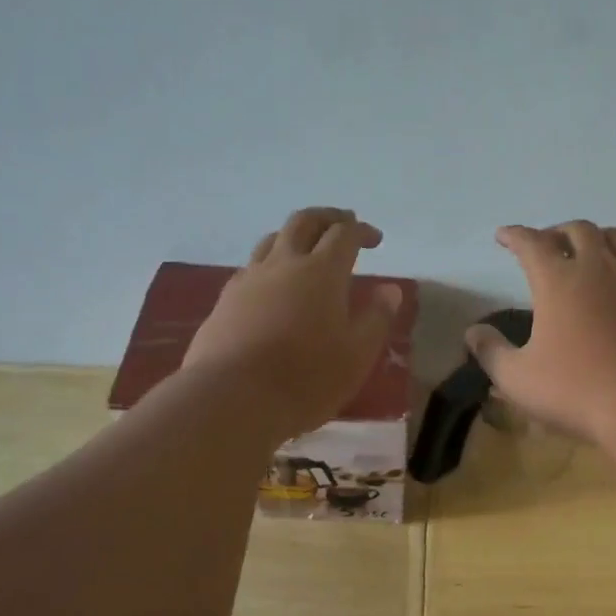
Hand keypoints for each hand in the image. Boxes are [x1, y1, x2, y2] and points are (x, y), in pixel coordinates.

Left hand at [185, 207, 403, 443]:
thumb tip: (390, 290)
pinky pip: (251, 269)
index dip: (361, 230)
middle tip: (342, 224)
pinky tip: (273, 287)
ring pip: (272, 240)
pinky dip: (270, 265)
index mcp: (322, 272)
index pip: (344, 234)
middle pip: (304, 222)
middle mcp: (283, 264)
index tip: (375, 239)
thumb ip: (376, 319)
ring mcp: (249, 280)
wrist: (233, 398)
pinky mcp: (225, 301)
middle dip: (327, 217)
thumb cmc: (307, 379)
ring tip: (306, 251)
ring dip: (294, 237)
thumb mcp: (357, 355)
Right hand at [465, 221, 615, 444]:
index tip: (504, 236)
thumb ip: (491, 353)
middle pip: (579, 230)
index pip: (531, 243)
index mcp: (558, 281)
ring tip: (592, 252)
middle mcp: (599, 269)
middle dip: (558, 232)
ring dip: (601, 238)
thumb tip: (473, 332)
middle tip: (547, 245)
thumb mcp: (518, 380)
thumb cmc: (577, 391)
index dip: (514, 235)